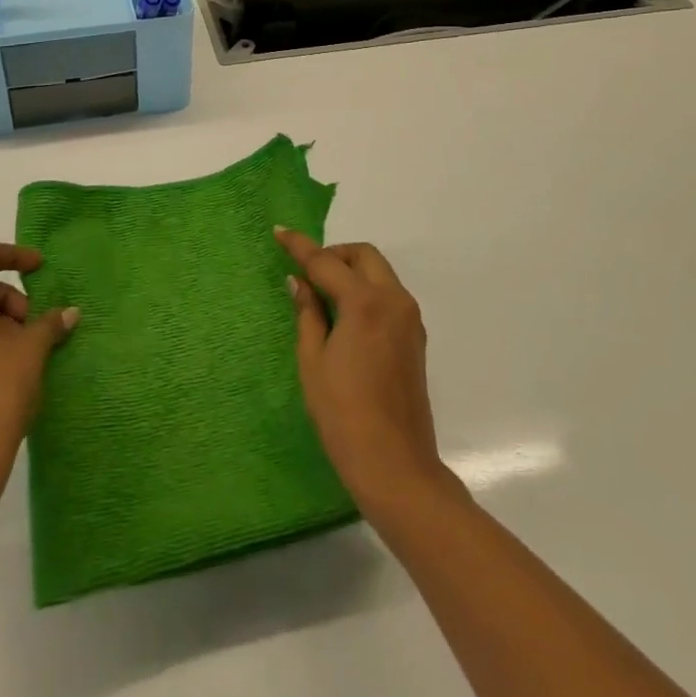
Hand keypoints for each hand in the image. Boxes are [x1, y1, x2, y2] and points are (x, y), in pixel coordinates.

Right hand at [277, 227, 450, 516]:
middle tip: (307, 271)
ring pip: (380, 273)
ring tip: (324, 294)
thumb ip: (308, 313)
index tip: (280, 232)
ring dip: (353, 271)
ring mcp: (409, 318)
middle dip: (334, 254)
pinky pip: (389, 296)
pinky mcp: (415, 337)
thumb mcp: (313, 361)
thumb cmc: (343, 414)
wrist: (396, 465)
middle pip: (364, 256)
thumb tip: (299, 282)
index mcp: (366, 303)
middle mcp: (394, 300)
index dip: (300, 247)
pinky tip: (347, 315)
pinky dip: (367, 291)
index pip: (326, 263)